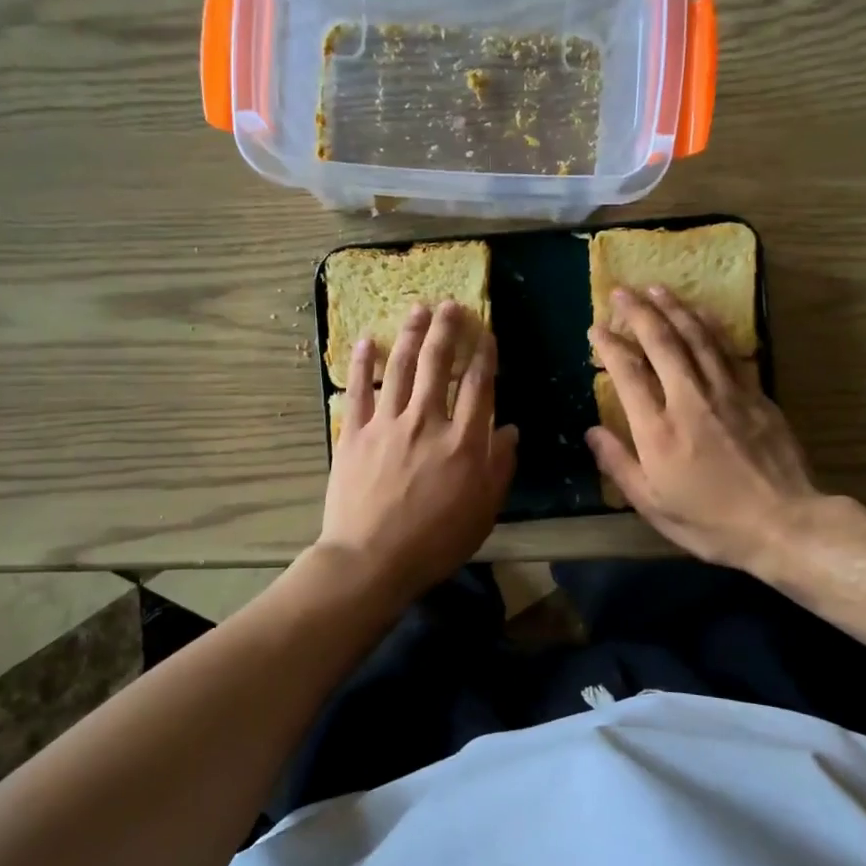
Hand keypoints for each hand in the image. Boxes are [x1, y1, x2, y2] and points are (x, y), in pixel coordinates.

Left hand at [318, 301, 518, 601]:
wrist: (372, 559)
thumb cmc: (435, 542)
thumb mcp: (483, 512)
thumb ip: (500, 467)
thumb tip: (512, 430)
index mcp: (463, 442)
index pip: (479, 385)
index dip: (484, 354)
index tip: (486, 332)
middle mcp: (427, 421)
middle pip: (437, 364)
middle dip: (447, 330)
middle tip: (450, 305)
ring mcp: (387, 424)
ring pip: (400, 367)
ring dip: (410, 334)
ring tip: (417, 309)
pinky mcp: (354, 433)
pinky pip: (358, 390)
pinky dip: (362, 363)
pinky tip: (366, 340)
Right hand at [587, 286, 824, 579]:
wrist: (784, 524)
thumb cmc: (710, 522)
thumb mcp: (652, 505)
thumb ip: (619, 464)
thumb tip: (591, 432)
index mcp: (658, 431)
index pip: (628, 375)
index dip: (610, 347)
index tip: (596, 328)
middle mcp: (689, 401)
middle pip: (662, 344)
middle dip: (639, 313)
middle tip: (622, 291)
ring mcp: (726, 393)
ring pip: (696, 338)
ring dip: (674, 309)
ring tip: (656, 288)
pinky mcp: (755, 395)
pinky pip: (728, 350)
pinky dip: (711, 327)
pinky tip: (702, 312)